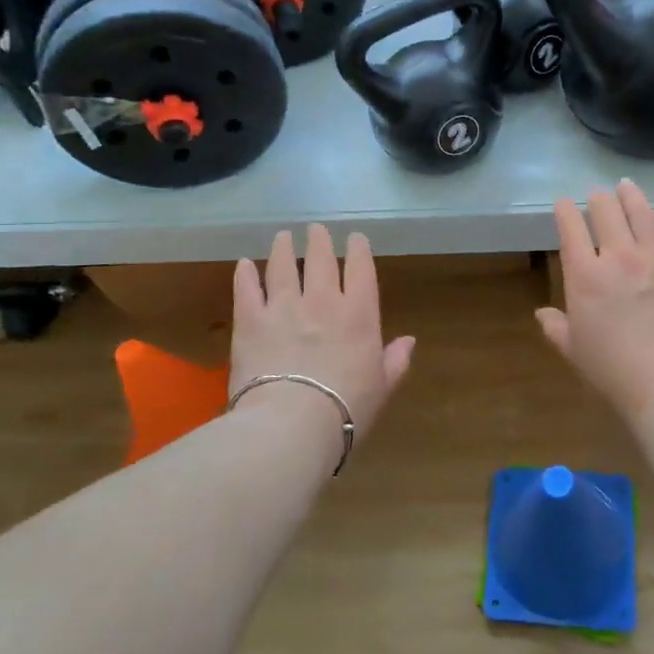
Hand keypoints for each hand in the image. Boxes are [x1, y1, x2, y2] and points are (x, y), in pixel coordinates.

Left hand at [231, 224, 414, 443]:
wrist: (292, 423)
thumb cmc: (346, 409)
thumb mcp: (382, 388)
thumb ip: (395, 361)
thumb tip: (409, 341)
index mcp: (359, 314)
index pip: (361, 268)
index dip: (359, 249)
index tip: (355, 238)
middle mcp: (322, 301)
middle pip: (320, 259)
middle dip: (320, 240)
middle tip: (316, 229)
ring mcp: (284, 307)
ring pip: (283, 266)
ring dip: (283, 248)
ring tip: (283, 237)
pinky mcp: (250, 321)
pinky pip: (247, 289)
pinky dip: (245, 274)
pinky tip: (244, 265)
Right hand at [537, 180, 653, 417]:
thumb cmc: (615, 371)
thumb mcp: (575, 351)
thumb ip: (557, 327)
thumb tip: (542, 314)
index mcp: (585, 276)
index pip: (570, 229)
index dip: (565, 211)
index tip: (564, 203)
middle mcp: (619, 256)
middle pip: (606, 212)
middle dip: (598, 199)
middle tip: (598, 195)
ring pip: (643, 213)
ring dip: (632, 196)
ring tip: (627, 186)